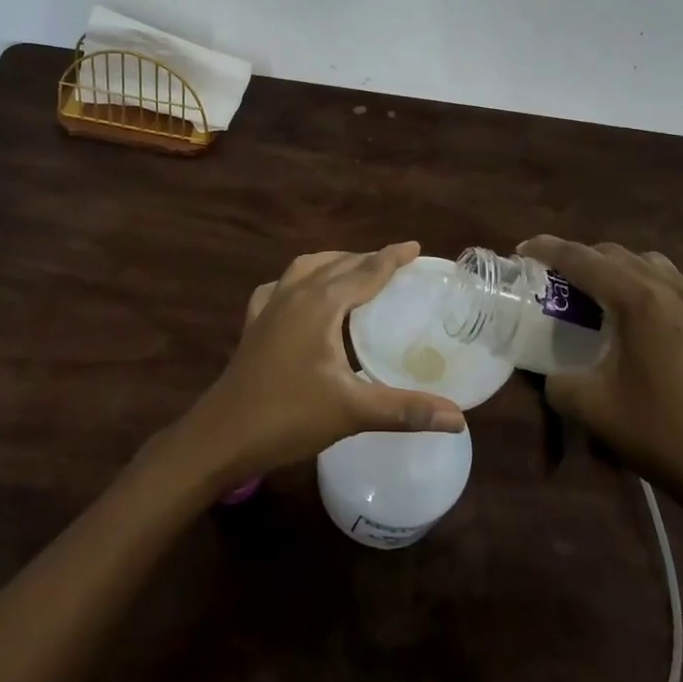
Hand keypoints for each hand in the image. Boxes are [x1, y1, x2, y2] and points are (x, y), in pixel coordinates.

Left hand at [180, 243, 465, 483]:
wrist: (222, 435)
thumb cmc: (289, 416)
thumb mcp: (352, 411)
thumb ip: (406, 410)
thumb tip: (459, 418)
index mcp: (321, 303)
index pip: (365, 270)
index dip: (392, 257)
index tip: (415, 246)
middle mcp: (295, 293)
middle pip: (338, 264)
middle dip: (367, 259)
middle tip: (395, 265)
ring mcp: (270, 306)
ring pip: (307, 268)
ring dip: (334, 264)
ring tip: (355, 272)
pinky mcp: (254, 323)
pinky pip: (281, 287)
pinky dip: (300, 282)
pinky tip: (302, 296)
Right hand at [520, 236, 682, 514]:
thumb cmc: (661, 435)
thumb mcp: (591, 409)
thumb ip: (557, 381)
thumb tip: (551, 373)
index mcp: (636, 301)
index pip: (581, 259)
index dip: (547, 249)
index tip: (523, 250)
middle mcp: (670, 289)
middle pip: (615, 254)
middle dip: (581, 259)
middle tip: (558, 280)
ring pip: (653, 263)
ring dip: (622, 268)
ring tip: (605, 293)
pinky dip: (665, 285)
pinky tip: (661, 308)